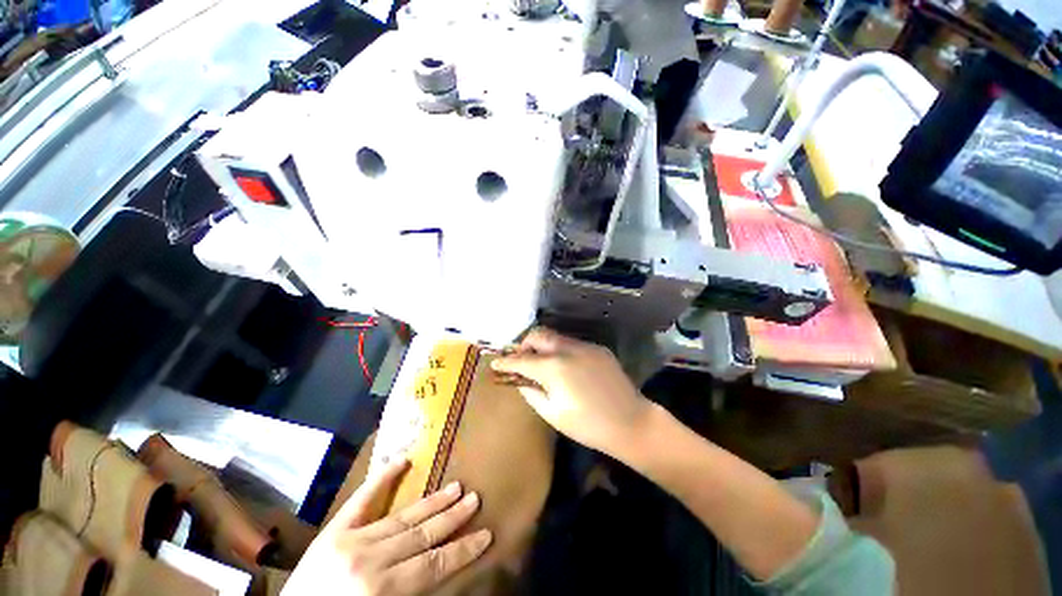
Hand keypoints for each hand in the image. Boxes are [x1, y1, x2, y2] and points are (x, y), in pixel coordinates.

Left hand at [283, 460, 491, 595]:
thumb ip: (412, 592)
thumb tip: (443, 568)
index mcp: (383, 589)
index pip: (435, 564)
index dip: (463, 550)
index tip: (486, 533)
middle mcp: (371, 560)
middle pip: (423, 535)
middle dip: (453, 517)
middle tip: (475, 498)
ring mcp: (351, 540)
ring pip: (403, 517)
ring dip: (432, 502)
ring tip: (456, 486)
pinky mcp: (334, 530)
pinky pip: (362, 499)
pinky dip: (382, 478)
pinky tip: (402, 460)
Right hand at [490, 327, 651, 457]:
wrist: (631, 422)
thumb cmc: (588, 425)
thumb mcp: (552, 413)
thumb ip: (532, 393)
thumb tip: (521, 381)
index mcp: (554, 367)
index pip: (522, 360)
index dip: (506, 362)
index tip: (495, 363)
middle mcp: (567, 349)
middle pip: (538, 335)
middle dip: (524, 344)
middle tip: (521, 360)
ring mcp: (585, 346)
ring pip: (555, 337)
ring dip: (543, 347)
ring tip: (542, 364)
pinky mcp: (598, 348)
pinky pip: (573, 344)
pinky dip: (561, 351)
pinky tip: (567, 368)